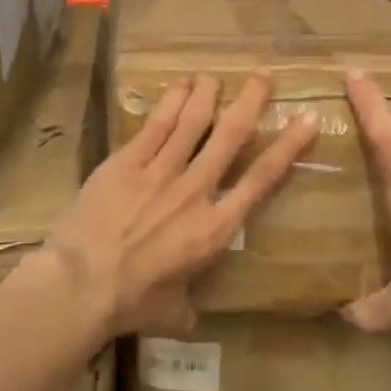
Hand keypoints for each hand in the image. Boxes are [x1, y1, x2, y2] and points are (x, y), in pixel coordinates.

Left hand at [46, 73, 317, 336]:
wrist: (82, 283)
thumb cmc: (132, 303)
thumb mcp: (174, 313)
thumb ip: (189, 305)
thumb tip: (190, 315)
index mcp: (214, 228)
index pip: (261, 179)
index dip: (289, 146)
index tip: (308, 119)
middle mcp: (194, 191)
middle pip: (230, 137)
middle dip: (250, 103)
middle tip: (262, 77)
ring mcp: (159, 172)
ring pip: (192, 122)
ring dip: (208, 94)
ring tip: (216, 75)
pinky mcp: (126, 162)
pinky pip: (156, 125)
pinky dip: (171, 101)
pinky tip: (180, 85)